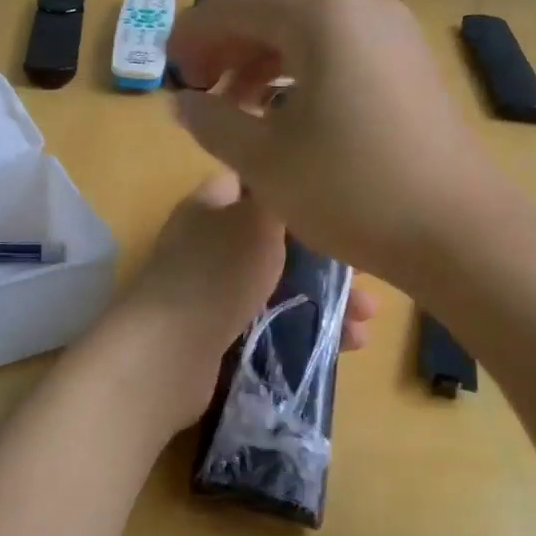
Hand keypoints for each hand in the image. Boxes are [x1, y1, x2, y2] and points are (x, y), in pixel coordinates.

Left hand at [117, 173, 376, 433]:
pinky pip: (272, 323)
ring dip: (325, 301)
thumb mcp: (257, 219)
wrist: (167, 354)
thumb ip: (280, 197)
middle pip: (277, 242)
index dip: (297, 190)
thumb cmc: (217, 273)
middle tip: (368, 280)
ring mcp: (212, 290)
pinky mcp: (219, 333)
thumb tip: (293, 181)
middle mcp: (209, 243)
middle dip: (325, 260)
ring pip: (280, 286)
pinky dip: (306, 330)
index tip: (340, 207)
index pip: (256, 184)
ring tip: (365, 325)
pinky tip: (343, 346)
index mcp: (210, 206)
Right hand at [166, 0, 522, 290]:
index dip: (190, 36)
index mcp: (319, 15)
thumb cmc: (350, 190)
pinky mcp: (409, 63)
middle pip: (270, 14)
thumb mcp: (262, 159)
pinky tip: (285, 115)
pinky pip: (338, 52)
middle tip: (198, 96)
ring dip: (261, 65)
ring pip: (305, 34)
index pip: (232, 6)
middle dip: (226, 51)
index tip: (168, 74)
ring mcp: (391, 32)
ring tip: (236, 110)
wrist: (458, 232)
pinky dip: (300, 75)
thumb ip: (210, 121)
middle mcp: (358, 6)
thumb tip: (183, 102)